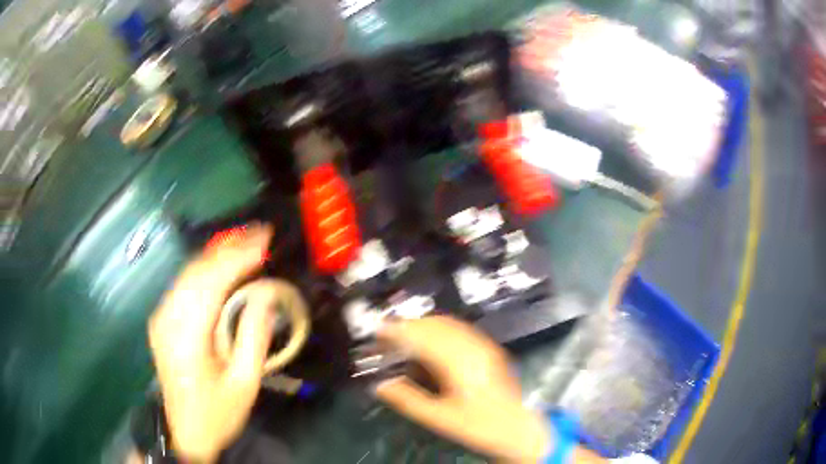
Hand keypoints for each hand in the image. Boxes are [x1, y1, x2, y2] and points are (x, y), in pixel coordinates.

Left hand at [148, 224, 273, 462]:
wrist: (185, 432)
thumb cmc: (217, 414)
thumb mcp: (244, 384)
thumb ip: (254, 337)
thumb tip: (265, 294)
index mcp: (186, 337)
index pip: (211, 282)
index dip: (238, 257)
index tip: (265, 239)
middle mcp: (167, 319)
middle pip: (196, 270)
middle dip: (229, 248)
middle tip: (261, 235)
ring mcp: (161, 317)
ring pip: (188, 273)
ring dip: (218, 255)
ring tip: (247, 245)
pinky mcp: (162, 320)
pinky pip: (184, 284)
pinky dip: (206, 270)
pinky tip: (223, 267)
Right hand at [375, 316, 551, 461]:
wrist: (519, 426)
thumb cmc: (479, 426)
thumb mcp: (439, 418)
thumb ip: (407, 400)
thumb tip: (380, 384)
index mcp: (459, 363)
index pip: (422, 336)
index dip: (398, 330)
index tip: (378, 332)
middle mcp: (472, 347)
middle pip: (434, 324)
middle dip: (408, 326)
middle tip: (388, 338)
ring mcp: (483, 345)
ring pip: (447, 323)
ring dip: (423, 326)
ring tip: (404, 339)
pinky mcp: (489, 349)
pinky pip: (459, 329)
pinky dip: (439, 330)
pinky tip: (430, 343)